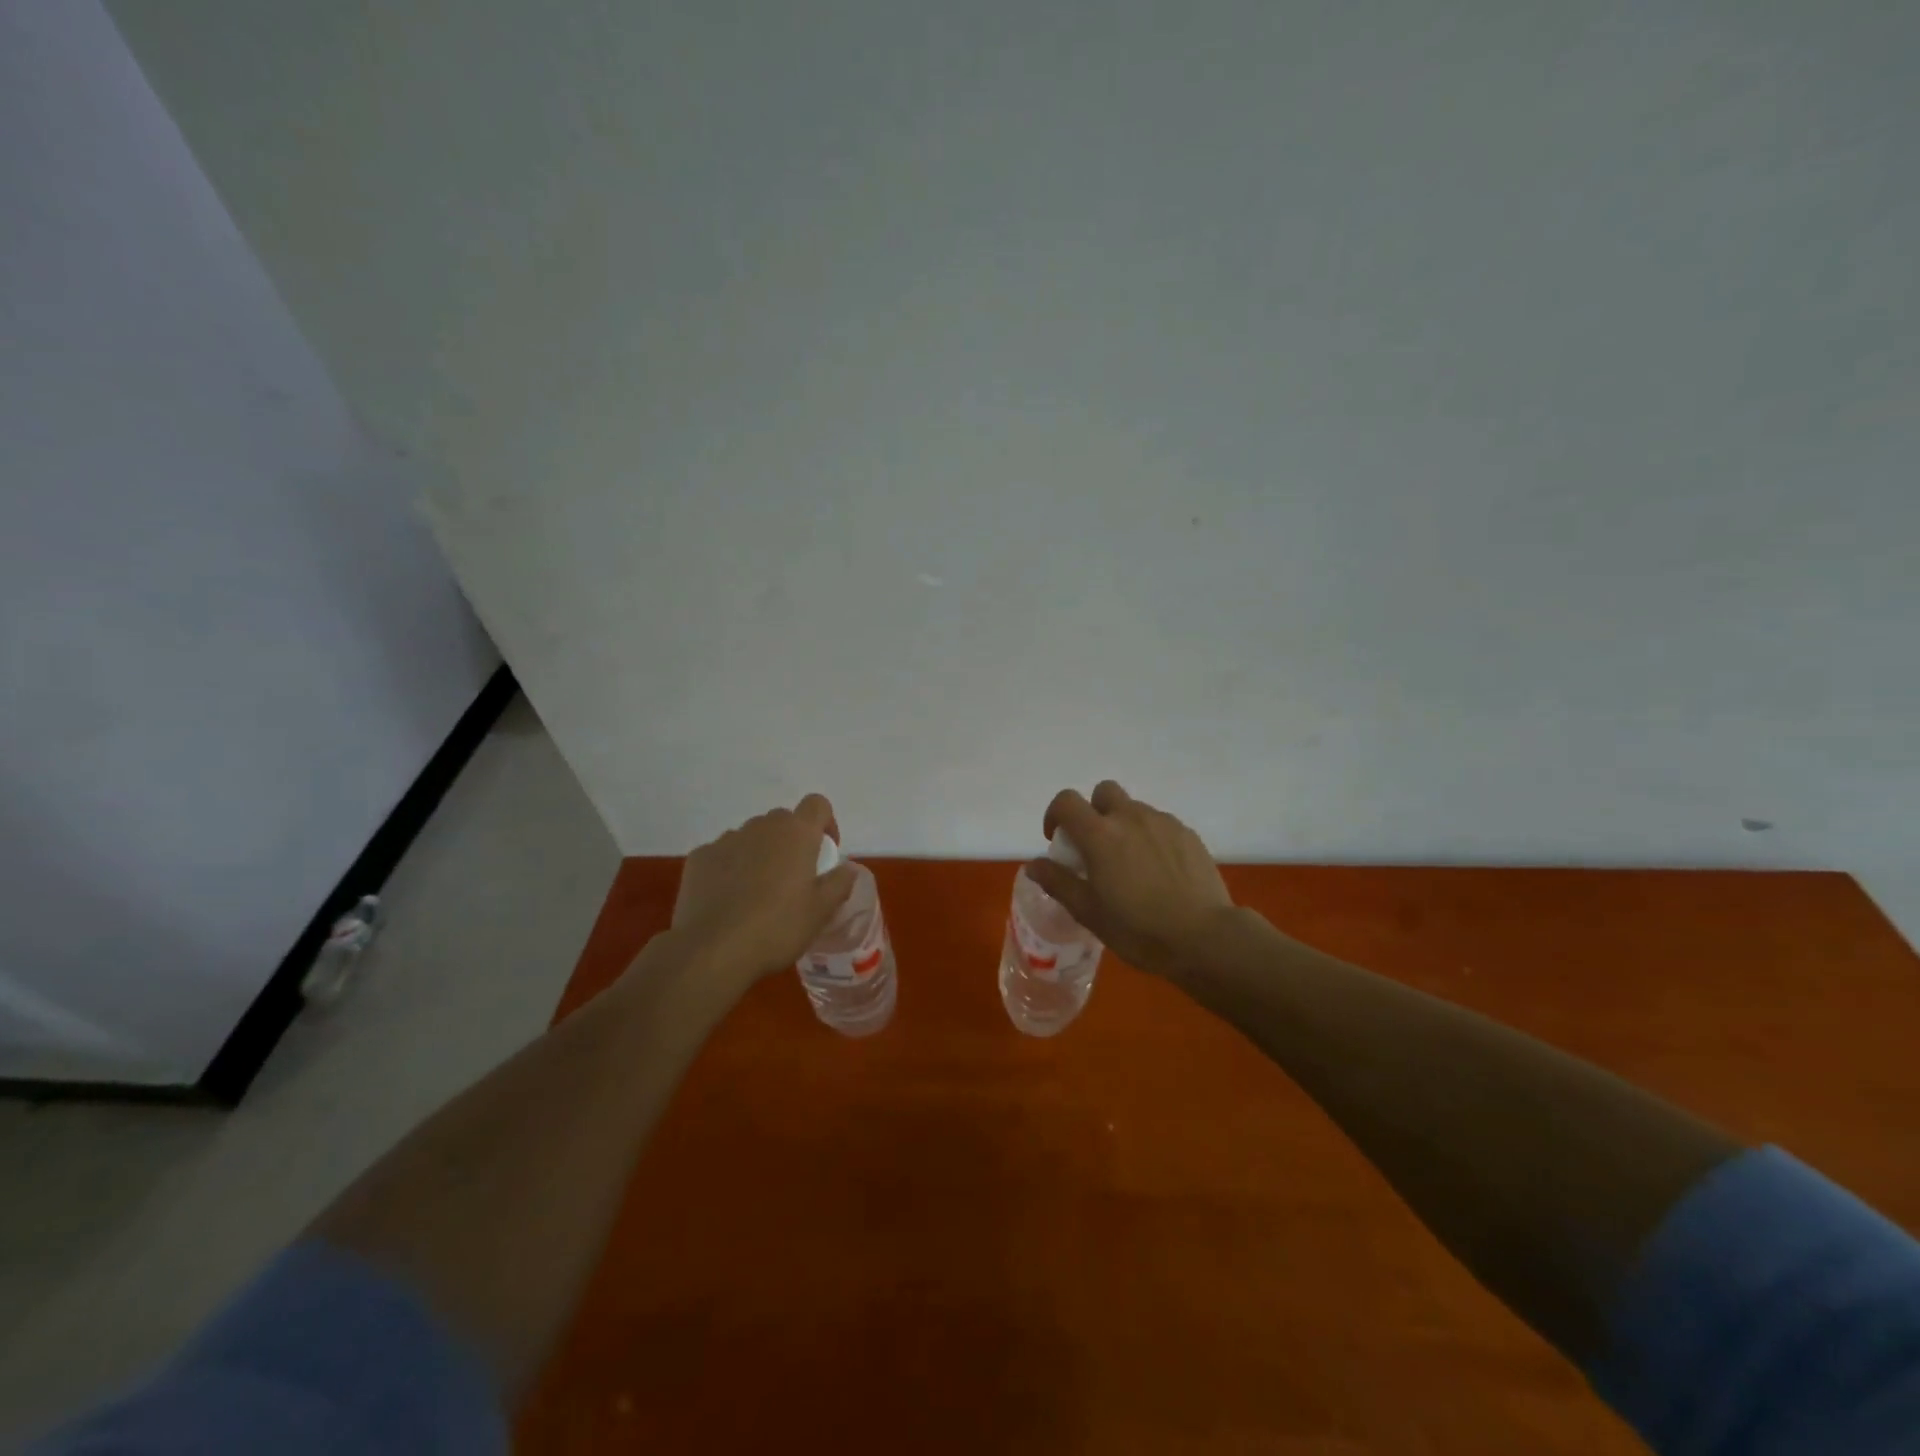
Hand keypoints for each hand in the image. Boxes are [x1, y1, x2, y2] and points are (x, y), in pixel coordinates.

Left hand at [667, 794, 857, 992]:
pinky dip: (730, 868)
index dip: (825, 823)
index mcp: (796, 833)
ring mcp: (726, 839)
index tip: (825, 852)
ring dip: (760, 854)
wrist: (713, 950)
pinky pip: (723, 854)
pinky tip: (728, 900)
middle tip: (793, 879)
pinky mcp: (699, 857)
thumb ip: (840, 882)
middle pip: (783, 820)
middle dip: (791, 842)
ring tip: (757, 893)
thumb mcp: (822, 911)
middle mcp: (761, 827)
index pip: (817, 804)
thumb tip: (846, 868)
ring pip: (751, 837)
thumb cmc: (778, 927)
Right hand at [1025, 781, 1235, 978]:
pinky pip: (1160, 824)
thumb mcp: (1089, 912)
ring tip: (1130, 863)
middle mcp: (1130, 817)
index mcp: (1100, 834)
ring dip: (1124, 825)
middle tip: (1096, 846)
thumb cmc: (1138, 929)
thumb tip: (1034, 864)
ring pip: (1134, 808)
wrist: (1204, 938)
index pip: (1066, 801)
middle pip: (1104, 792)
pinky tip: (1159, 871)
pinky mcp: (1188, 834)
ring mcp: (1163, 823)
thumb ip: (1058, 882)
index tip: (1058, 840)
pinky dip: (1151, 837)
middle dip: (1094, 811)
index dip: (1055, 814)